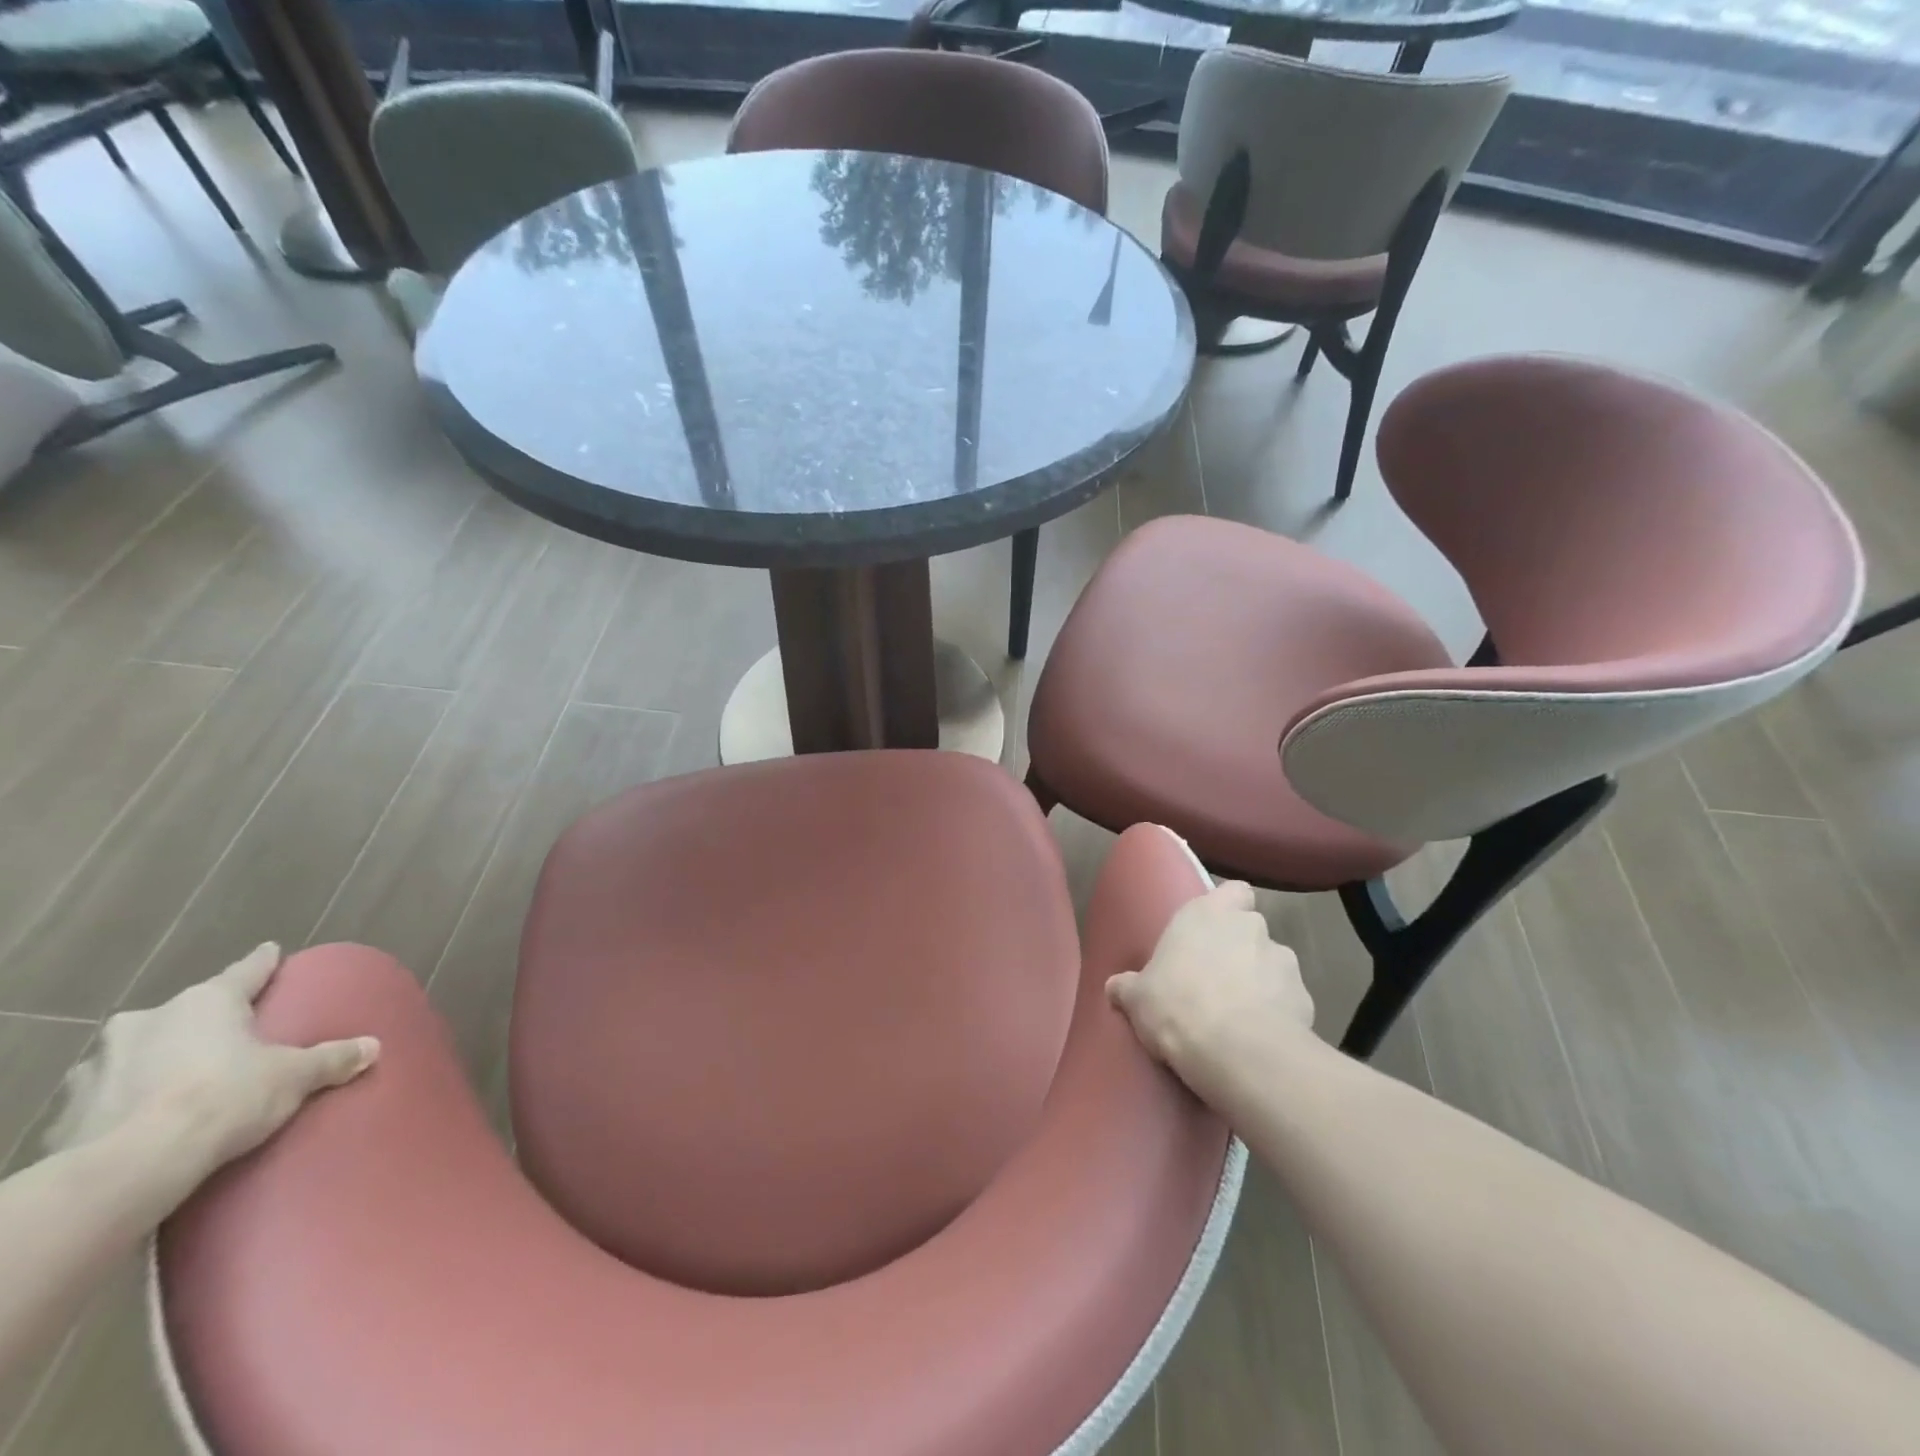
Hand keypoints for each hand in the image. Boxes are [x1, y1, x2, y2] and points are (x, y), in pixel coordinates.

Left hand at [46, 945, 378, 1175]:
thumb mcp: (295, 1077)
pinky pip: (108, 1093)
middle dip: (202, 1021)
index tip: (272, 952)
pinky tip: (141, 1116)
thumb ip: (333, 1058)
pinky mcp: (69, 1109)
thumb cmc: (225, 1098)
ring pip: (138, 1050)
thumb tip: (374, 1047)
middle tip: (227, 1037)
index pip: (246, 970)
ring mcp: (100, 1064)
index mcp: (207, 1001)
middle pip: (187, 1010)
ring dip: (156, 1059)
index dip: (263, 962)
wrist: (134, 1166)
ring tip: (179, 1081)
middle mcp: (149, 1019)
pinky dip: (125, 1098)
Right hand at [1107, 881, 1313, 1079]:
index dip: (1228, 907)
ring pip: (1273, 965)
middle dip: (1240, 950)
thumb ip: (1128, 987)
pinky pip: (1290, 1001)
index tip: (1213, 930)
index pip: (1233, 891)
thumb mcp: (1137, 999)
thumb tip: (1115, 987)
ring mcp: (1285, 961)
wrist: (1237, 1051)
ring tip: (1241, 1015)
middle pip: (1251, 929)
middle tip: (1217, 980)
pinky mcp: (1307, 999)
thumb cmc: (1177, 1005)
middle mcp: (1250, 927)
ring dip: (1261, 982)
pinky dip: (1279, 1014)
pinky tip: (1260, 1038)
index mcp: (1208, 913)